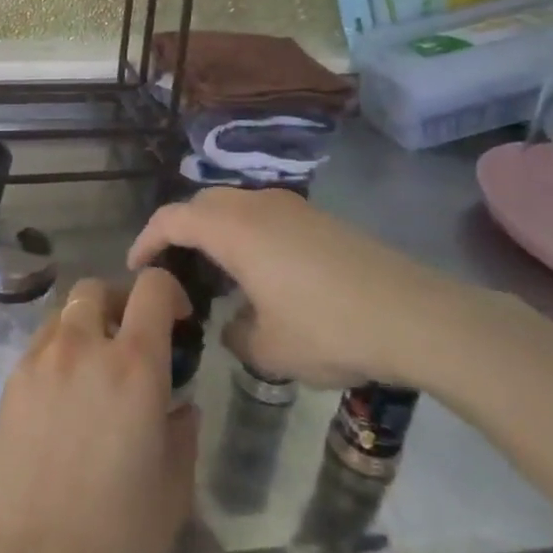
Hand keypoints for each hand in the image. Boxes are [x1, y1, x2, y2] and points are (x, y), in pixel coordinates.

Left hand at [0, 268, 198, 552]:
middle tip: (131, 340)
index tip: (178, 319)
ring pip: (64, 314)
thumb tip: (179, 405)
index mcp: (134, 365)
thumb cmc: (115, 537)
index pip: (152, 288)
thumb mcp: (173, 488)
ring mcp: (39, 361)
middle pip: (97, 288)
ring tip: (95, 370)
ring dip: (85, 326)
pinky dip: (58, 352)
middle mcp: (83, 347)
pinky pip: (39, 345)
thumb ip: (182, 432)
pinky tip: (64, 398)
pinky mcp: (9, 382)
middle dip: (119, 302)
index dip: (170, 291)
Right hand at [128, 188, 473, 388]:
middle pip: (201, 203)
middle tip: (174, 270)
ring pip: (235, 206)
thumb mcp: (268, 348)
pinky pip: (263, 215)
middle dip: (179, 231)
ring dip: (215, 230)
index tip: (136, 267)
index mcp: (234, 229)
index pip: (172, 218)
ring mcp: (292, 208)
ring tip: (215, 273)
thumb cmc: (329, 329)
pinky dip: (245, 234)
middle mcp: (257, 205)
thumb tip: (233, 324)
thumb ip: (234, 333)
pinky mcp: (319, 219)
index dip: (146, 239)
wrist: (416, 316)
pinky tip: (260, 273)